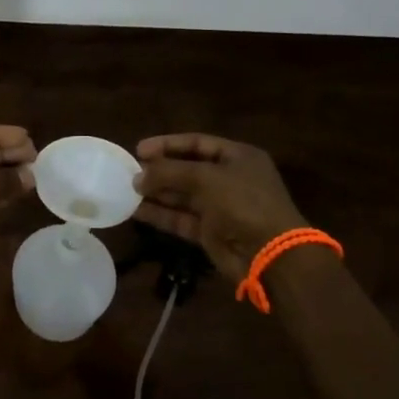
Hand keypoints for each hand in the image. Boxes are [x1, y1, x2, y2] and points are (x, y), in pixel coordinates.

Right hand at [133, 133, 309, 281]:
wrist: (270, 255)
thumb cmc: (243, 202)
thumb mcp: (205, 178)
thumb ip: (169, 172)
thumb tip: (138, 176)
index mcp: (238, 157)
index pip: (197, 143)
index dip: (168, 144)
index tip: (139, 149)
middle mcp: (229, 179)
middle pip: (188, 169)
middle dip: (160, 170)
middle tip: (131, 170)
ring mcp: (221, 207)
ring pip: (182, 195)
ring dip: (157, 192)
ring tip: (128, 189)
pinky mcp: (211, 233)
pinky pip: (182, 218)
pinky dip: (161, 214)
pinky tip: (137, 210)